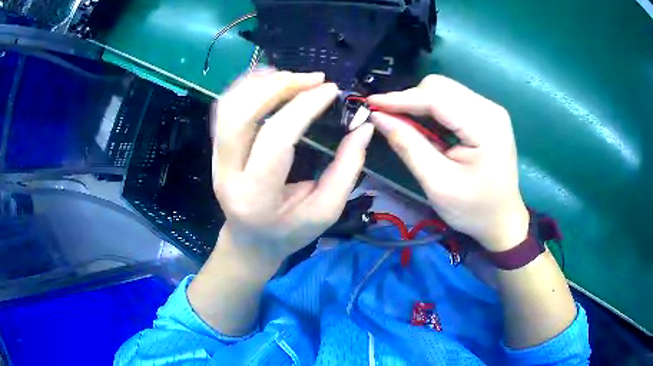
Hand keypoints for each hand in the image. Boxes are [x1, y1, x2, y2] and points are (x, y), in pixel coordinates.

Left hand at [211, 70, 374, 269]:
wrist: (249, 241)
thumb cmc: (289, 232)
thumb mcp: (326, 210)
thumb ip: (347, 169)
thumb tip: (363, 128)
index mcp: (257, 196)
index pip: (276, 140)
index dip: (304, 108)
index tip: (330, 90)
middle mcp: (227, 173)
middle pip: (242, 115)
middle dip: (279, 87)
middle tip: (312, 79)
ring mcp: (215, 159)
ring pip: (229, 106)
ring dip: (262, 83)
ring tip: (294, 78)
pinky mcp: (215, 149)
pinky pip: (225, 108)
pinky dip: (248, 87)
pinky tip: (271, 81)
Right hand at [368, 75, 528, 251]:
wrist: (502, 220)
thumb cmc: (473, 209)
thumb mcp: (438, 184)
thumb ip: (408, 147)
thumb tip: (378, 118)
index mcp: (485, 126)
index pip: (437, 98)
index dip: (401, 99)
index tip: (371, 104)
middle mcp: (490, 109)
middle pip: (440, 87)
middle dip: (410, 100)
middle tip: (388, 120)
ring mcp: (489, 109)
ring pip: (443, 90)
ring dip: (419, 104)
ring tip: (402, 124)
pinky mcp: (485, 114)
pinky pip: (451, 100)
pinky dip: (431, 110)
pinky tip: (423, 127)